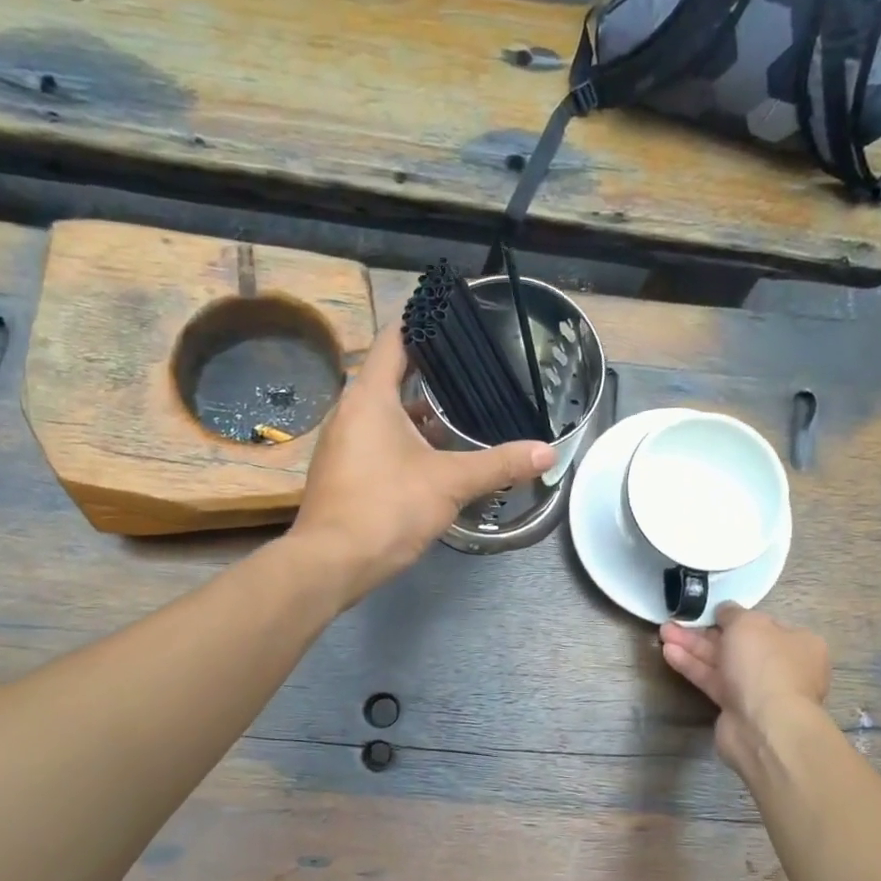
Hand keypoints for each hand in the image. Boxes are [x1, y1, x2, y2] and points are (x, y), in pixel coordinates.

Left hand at [290, 322, 552, 603]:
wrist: (332, 563)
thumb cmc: (387, 509)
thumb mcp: (451, 483)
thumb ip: (499, 464)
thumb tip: (548, 453)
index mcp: (369, 397)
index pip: (394, 340)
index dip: (422, 323)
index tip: (451, 316)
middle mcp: (348, 412)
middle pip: (389, 376)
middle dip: (429, 373)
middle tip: (471, 369)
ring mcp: (340, 444)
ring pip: (382, 413)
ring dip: (417, 412)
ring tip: (459, 413)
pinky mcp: (341, 472)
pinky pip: (374, 441)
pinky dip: (403, 439)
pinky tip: (432, 457)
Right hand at [660, 605, 831, 780]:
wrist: (764, 725)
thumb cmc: (764, 664)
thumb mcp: (748, 624)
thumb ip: (732, 613)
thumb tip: (725, 611)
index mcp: (798, 643)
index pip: (764, 625)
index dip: (735, 617)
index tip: (710, 612)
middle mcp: (781, 666)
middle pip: (738, 644)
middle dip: (705, 632)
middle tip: (678, 621)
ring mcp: (759, 689)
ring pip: (722, 663)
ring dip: (693, 647)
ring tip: (664, 632)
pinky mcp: (736, 708)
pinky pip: (713, 681)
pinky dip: (693, 667)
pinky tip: (669, 653)